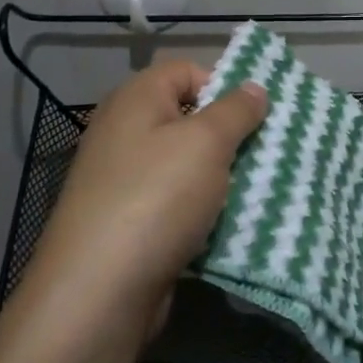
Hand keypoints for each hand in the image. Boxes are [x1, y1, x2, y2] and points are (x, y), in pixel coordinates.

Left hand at [2, 61, 266, 352]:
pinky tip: (224, 226)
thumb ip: (236, 110)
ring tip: (252, 192)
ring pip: (185, 165)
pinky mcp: (127, 222)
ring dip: (219, 178)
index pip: (186, 71)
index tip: (253, 119)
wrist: (99, 291)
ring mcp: (122, 180)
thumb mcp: (207, 142)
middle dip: (228, 136)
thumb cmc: (156, 198)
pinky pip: (175, 203)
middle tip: (262, 156)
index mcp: (135, 100)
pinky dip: (200, 211)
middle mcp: (123, 132)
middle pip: (187, 119)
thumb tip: (254, 87)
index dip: (222, 87)